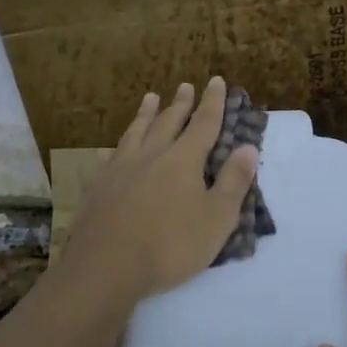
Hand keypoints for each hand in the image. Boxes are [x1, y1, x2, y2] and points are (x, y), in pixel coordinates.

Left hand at [58, 78, 258, 304]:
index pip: (203, 124)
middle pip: (168, 121)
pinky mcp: (99, 186)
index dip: (212, 103)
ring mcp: (120, 168)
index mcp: (183, 160)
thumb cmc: (170, 246)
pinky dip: (122, 142)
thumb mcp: (216, 219)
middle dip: (181, 103)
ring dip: (147, 113)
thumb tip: (248, 147)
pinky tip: (119, 146)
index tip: (216, 81)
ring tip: (151, 98)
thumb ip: (233, 181)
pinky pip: (113, 153)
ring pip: (137, 131)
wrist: (106, 266)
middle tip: (185, 86)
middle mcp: (151, 155)